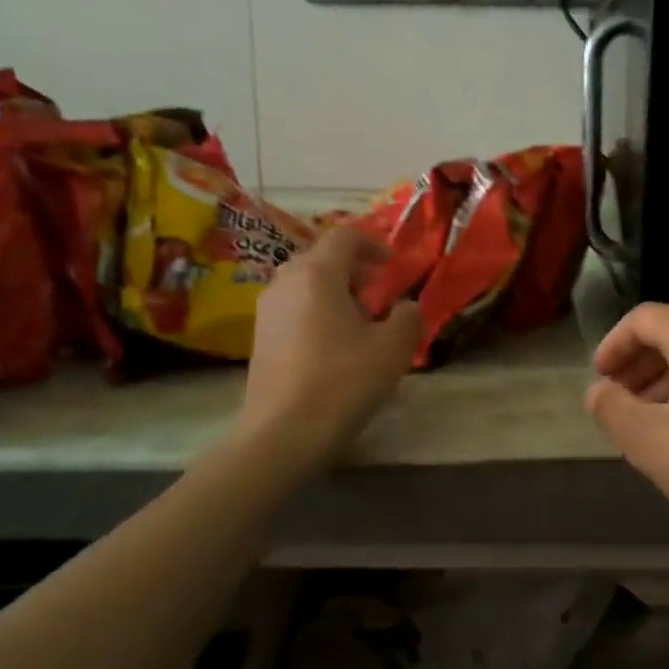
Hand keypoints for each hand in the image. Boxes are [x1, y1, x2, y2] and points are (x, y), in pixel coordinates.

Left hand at [240, 228, 420, 461]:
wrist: (283, 433)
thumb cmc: (343, 381)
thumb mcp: (394, 348)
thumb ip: (408, 317)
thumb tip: (406, 306)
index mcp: (318, 273)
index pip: (345, 236)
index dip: (374, 244)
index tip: (393, 267)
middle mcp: (286, 281)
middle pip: (322, 257)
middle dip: (355, 269)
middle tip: (379, 294)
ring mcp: (267, 310)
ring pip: (306, 283)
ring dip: (336, 291)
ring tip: (360, 323)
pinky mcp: (260, 337)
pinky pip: (294, 307)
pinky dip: (317, 311)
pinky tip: (335, 346)